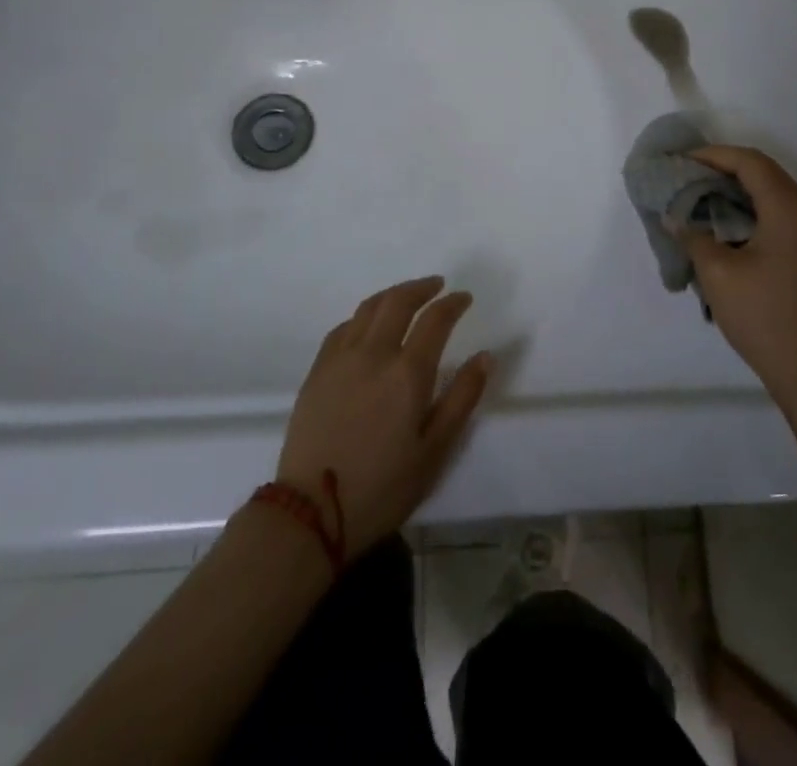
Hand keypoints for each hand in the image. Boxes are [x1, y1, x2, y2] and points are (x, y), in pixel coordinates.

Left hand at [277, 277, 492, 556]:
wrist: (311, 511)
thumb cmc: (382, 487)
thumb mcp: (434, 451)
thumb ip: (462, 399)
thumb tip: (485, 356)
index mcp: (408, 372)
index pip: (435, 320)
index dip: (453, 304)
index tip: (464, 298)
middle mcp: (374, 353)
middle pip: (399, 301)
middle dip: (422, 287)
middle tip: (437, 286)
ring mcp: (341, 358)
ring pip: (369, 308)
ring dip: (392, 294)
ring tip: (406, 296)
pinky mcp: (318, 370)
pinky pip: (343, 327)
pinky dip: (363, 316)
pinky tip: (367, 324)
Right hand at [684, 146, 796, 419]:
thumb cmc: (765, 319)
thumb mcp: (718, 275)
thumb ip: (693, 236)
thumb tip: (675, 218)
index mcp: (792, 211)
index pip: (751, 163)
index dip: (714, 155)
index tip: (682, 161)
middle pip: (767, 175)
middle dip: (724, 171)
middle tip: (687, 178)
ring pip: (778, 195)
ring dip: (740, 192)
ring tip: (703, 200)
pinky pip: (787, 216)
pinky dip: (757, 212)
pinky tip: (730, 227)